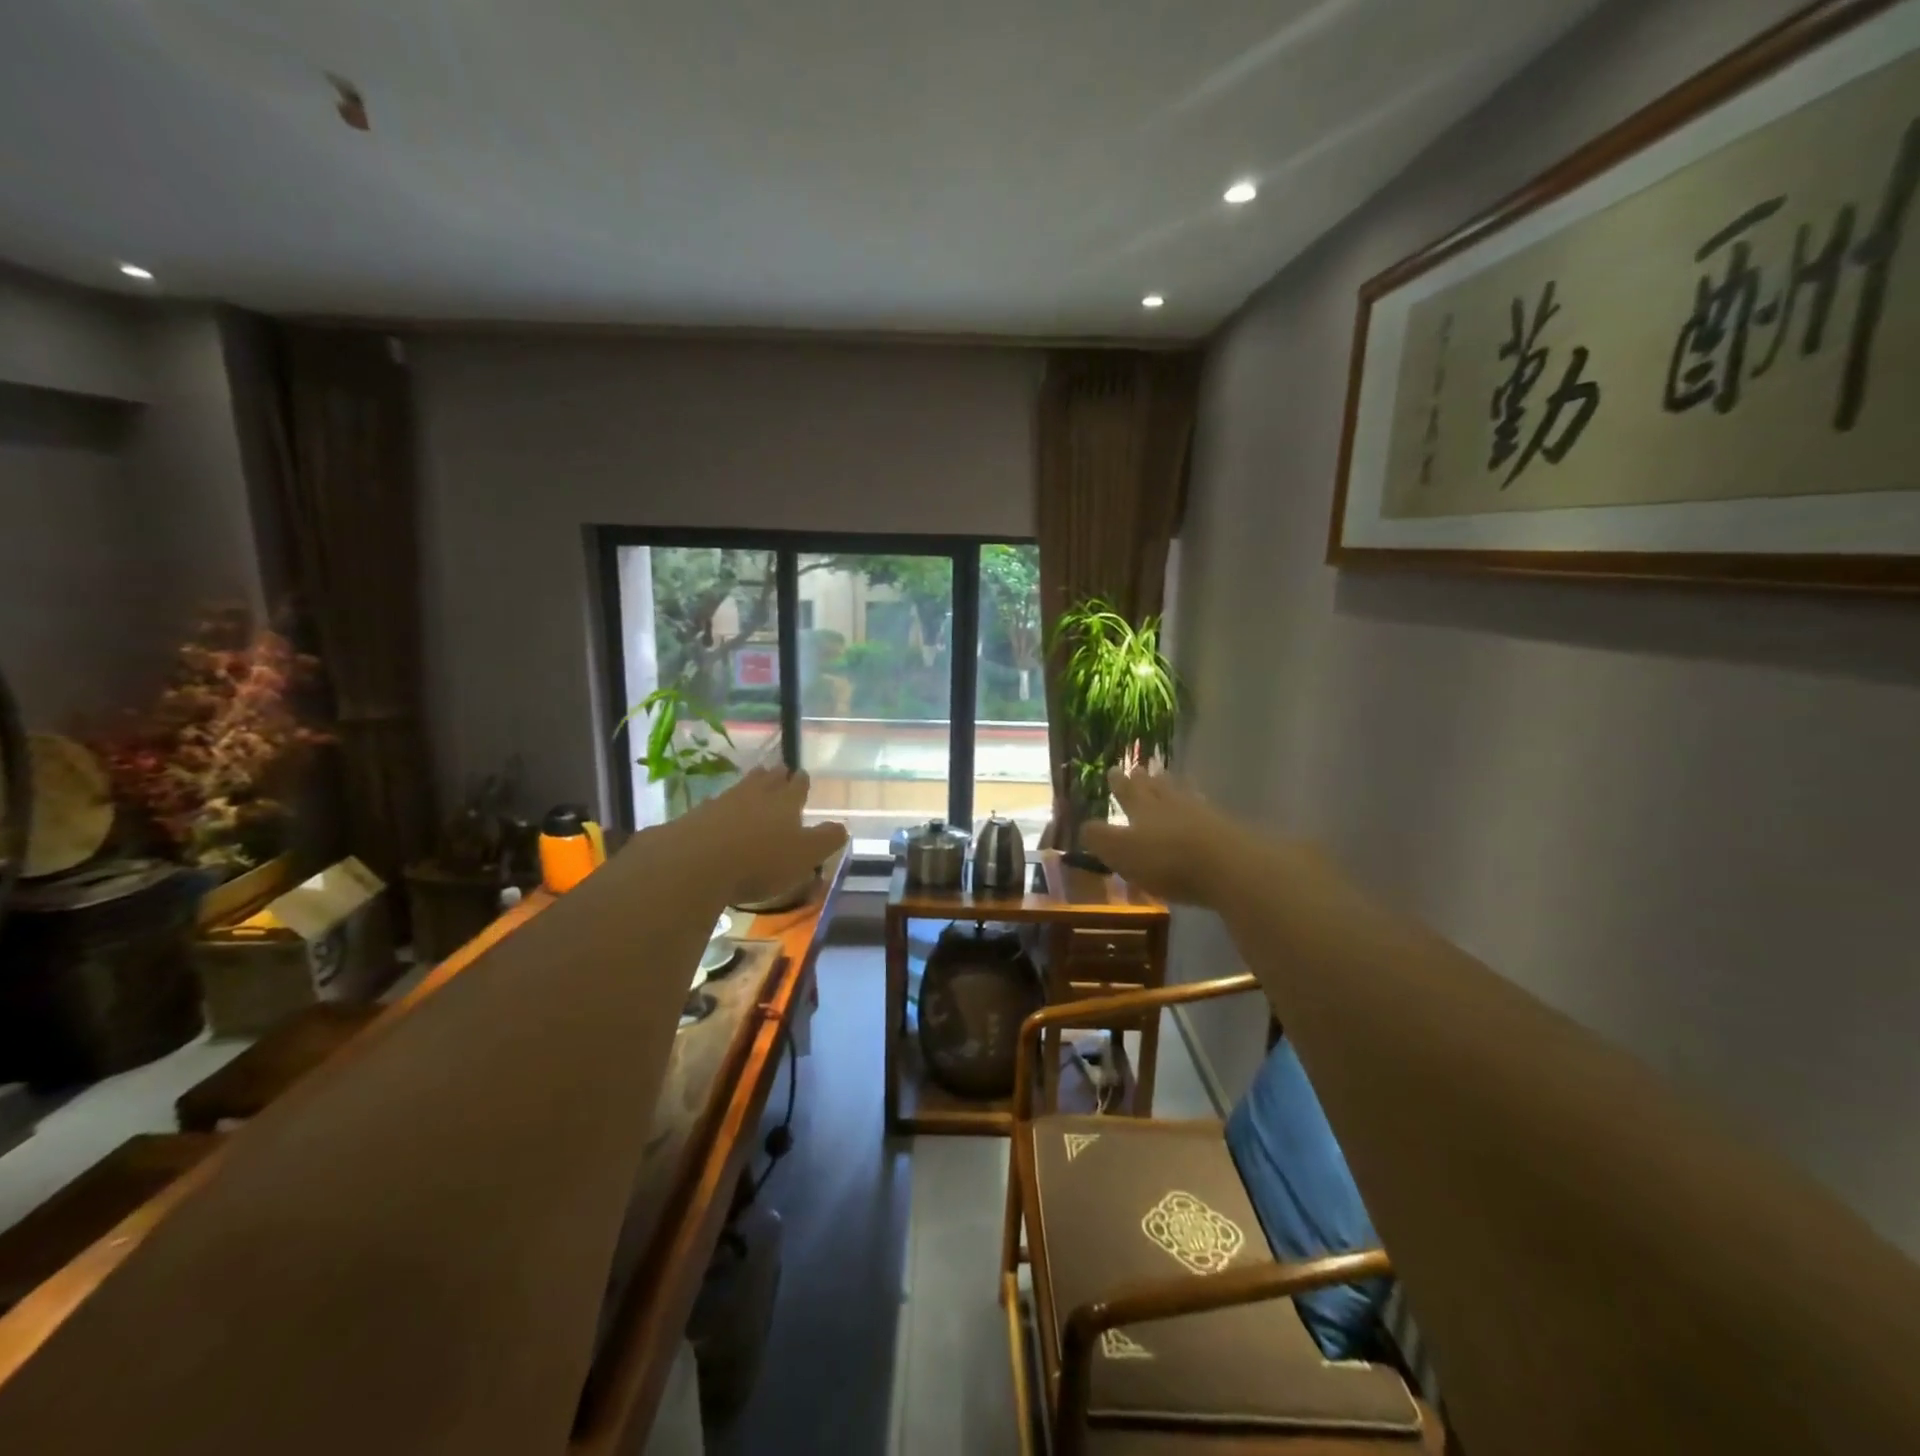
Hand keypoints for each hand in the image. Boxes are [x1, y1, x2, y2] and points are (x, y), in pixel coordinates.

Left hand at [669, 768, 848, 907]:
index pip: (797, 786)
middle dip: (775, 775)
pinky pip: (716, 805)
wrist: (696, 862)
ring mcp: (723, 802)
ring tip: (754, 780)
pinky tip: (720, 811)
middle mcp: (756, 795)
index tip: (802, 775)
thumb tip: (843, 826)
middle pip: (768, 780)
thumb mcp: (806, 855)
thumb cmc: (761, 860)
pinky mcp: (697, 817)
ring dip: (750, 784)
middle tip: (778, 770)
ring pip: (742, 787)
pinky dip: (723, 806)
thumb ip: (826, 840)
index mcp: (786, 803)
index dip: (801, 782)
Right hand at [1080, 767, 1244, 908]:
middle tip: (1141, 769)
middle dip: (1146, 780)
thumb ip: (1100, 838)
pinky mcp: (1226, 829)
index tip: (1113, 769)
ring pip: (1182, 795)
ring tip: (1169, 779)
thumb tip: (1083, 825)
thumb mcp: (1121, 852)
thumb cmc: (1166, 860)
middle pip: (1156, 788)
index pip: (1127, 792)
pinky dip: (1199, 806)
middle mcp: (1171, 805)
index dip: (1118, 783)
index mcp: (1142, 809)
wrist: (1228, 866)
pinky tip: (1203, 808)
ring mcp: (1202, 814)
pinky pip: (1206, 810)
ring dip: (1173, 787)